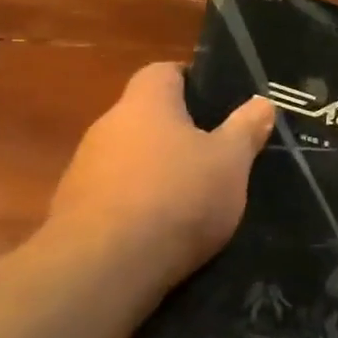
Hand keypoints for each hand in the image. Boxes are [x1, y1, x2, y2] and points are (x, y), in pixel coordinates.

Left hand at [47, 64, 272, 289]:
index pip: (163, 72)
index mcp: (146, 104)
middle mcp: (107, 126)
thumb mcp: (230, 162)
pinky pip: (116, 195)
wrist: (105, 265)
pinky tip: (163, 229)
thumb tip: (263, 102)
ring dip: (157, 170)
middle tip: (216, 154)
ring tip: (193, 197)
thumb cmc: (178, 196)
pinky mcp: (74, 210)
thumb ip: (246, 129)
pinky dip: (139, 204)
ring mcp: (85, 169)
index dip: (191, 81)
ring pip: (130, 158)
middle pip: (146, 117)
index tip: (218, 102)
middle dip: (178, 133)